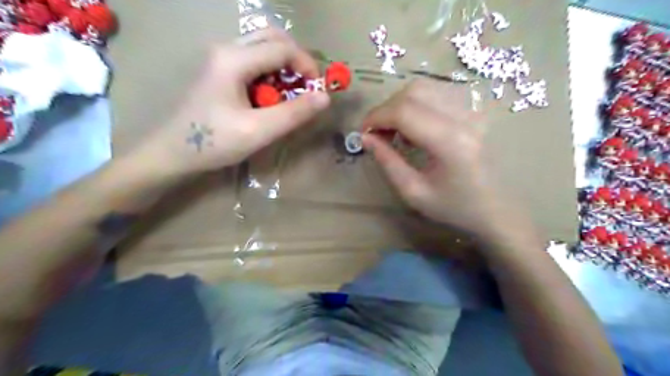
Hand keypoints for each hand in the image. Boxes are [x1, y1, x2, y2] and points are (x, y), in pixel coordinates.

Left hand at [142, 27, 328, 174]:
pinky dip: (271, 73)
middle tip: (306, 87)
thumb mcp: (259, 131)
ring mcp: (221, 58)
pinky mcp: (220, 69)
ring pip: (264, 47)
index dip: (307, 66)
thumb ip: (293, 113)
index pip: (283, 48)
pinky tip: (270, 97)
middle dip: (296, 60)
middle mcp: (227, 49)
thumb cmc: (214, 142)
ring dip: (284, 67)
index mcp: (234, 59)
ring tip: (290, 95)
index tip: (318, 92)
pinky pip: (254, 60)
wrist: (174, 152)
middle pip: (273, 38)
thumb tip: (325, 98)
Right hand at [364, 80, 505, 233]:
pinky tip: (416, 127)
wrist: (496, 210)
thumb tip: (365, 137)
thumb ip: (387, 161)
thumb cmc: (454, 207)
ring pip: (426, 87)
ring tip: (396, 131)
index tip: (362, 132)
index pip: (404, 111)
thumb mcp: (413, 192)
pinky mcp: (474, 111)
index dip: (376, 117)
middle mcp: (464, 118)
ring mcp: (473, 111)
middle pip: (414, 91)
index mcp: (450, 142)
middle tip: (377, 132)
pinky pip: (439, 94)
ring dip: (401, 104)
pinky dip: (418, 104)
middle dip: (387, 108)